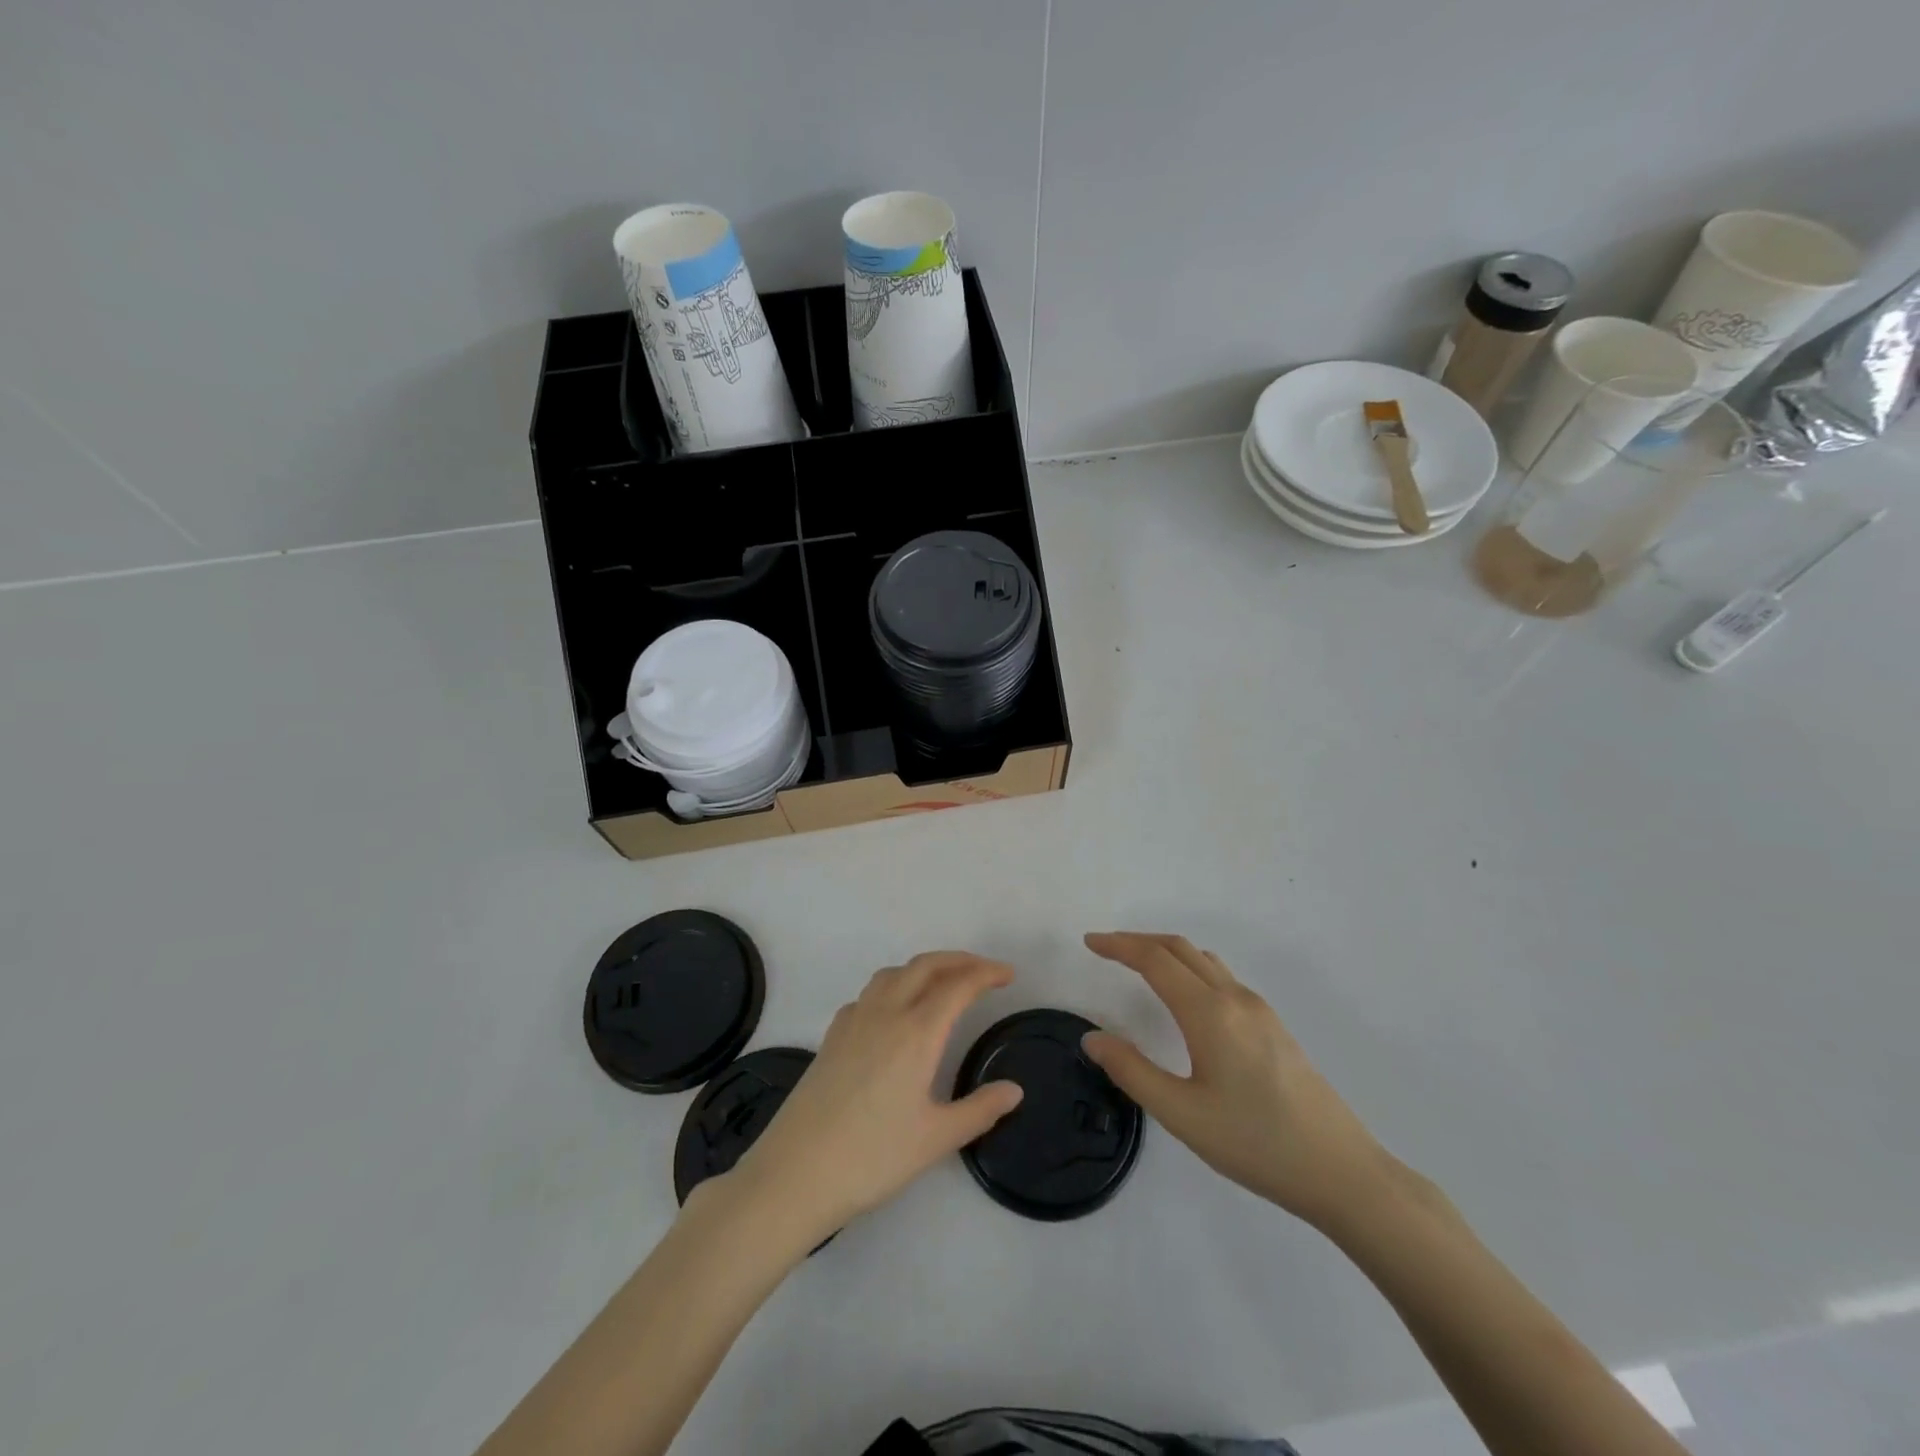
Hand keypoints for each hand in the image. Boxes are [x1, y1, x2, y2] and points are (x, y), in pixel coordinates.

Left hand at [720, 952, 1023, 1247]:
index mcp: (917, 1032)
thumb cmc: (872, 1157)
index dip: (986, 973)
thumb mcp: (936, 1139)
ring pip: (894, 973)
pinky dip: (894, 986)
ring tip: (944, 984)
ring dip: (925, 968)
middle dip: (959, 960)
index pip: (958, 985)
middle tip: (984, 971)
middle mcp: (886, 1013)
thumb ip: (980, 1110)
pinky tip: (896, 1013)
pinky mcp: (832, 1035)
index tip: (1008, 975)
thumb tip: (1014, 1090)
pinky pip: (870, 993)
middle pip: (926, 966)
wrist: (795, 1172)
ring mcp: (854, 1020)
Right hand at [1080, 932, 1396, 1228]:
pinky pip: (1222, 977)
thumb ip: (1132, 1071)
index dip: (1118, 946)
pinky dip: (1190, 969)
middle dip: (1138, 941)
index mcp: (1209, 1012)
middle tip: (1105, 948)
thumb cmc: (1256, 1143)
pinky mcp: (1273, 1026)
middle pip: (1179, 948)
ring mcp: (1259, 1009)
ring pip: (1204, 960)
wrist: (1342, 1172)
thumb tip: (1093, 1038)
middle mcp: (1234, 998)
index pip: (1154, 960)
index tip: (1089, 942)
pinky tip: (1185, 999)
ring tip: (1138, 966)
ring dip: (1166, 952)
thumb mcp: (1182, 1115)